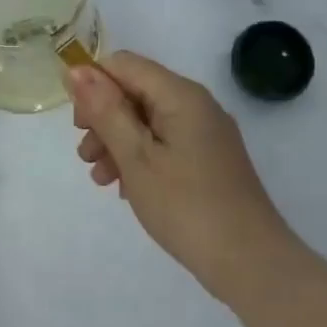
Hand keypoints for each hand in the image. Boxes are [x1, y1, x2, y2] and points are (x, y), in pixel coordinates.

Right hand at [67, 52, 297, 299]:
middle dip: (103, 119)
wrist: (249, 261)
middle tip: (86, 156)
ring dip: (117, 142)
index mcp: (180, 95)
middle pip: (136, 91)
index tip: (78, 126)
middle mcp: (196, 104)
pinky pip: (164, 143)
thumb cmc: (185, 206)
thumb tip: (77, 70)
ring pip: (147, 121)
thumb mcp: (136, 156)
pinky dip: (140, 157)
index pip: (124, 64)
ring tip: (100, 179)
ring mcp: (206, 133)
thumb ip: (105, 110)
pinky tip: (125, 187)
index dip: (93, 86)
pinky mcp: (209, 159)